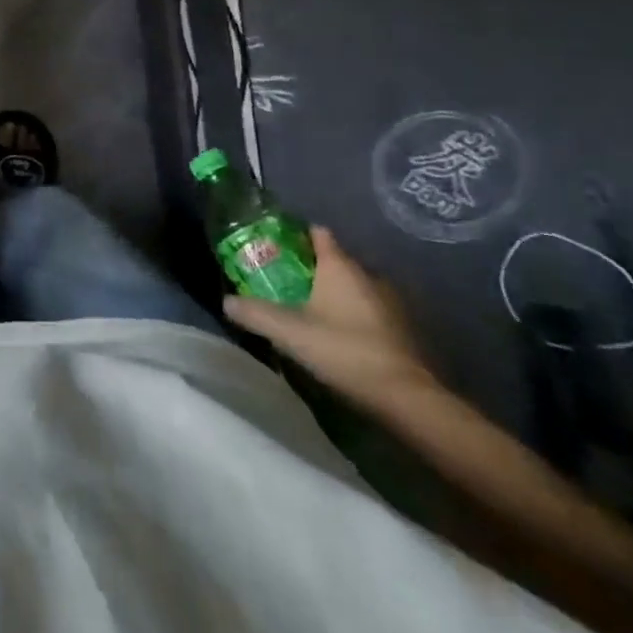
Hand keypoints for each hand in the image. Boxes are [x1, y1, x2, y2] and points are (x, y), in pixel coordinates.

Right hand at [224, 225, 436, 409]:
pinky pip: (369, 311)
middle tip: (284, 282)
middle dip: (310, 268)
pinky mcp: (402, 330)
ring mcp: (389, 303)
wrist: (408, 399)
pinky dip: (353, 316)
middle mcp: (367, 275)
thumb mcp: (289, 332)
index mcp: (339, 266)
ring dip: (334, 295)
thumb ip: (255, 313)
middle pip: (334, 261)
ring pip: (353, 287)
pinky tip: (338, 336)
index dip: (296, 234)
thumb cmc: (344, 350)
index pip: (317, 233)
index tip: (275, 244)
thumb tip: (225, 301)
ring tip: (309, 311)